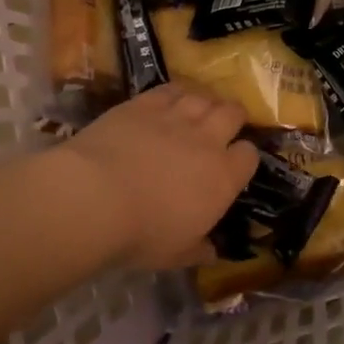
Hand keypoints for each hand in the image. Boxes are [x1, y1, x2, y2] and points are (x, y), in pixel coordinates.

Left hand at [59, 85, 259, 270]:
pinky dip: (176, 93)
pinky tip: (171, 99)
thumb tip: (212, 251)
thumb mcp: (175, 254)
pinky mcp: (144, 104)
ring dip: (206, 102)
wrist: (94, 198)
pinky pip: (170, 89)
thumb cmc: (140, 234)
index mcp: (223, 177)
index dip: (243, 158)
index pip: (249, 156)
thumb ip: (198, 249)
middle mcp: (206, 140)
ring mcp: (175, 117)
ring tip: (199, 110)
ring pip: (204, 97)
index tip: (235, 164)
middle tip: (224, 126)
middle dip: (233, 118)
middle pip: (233, 113)